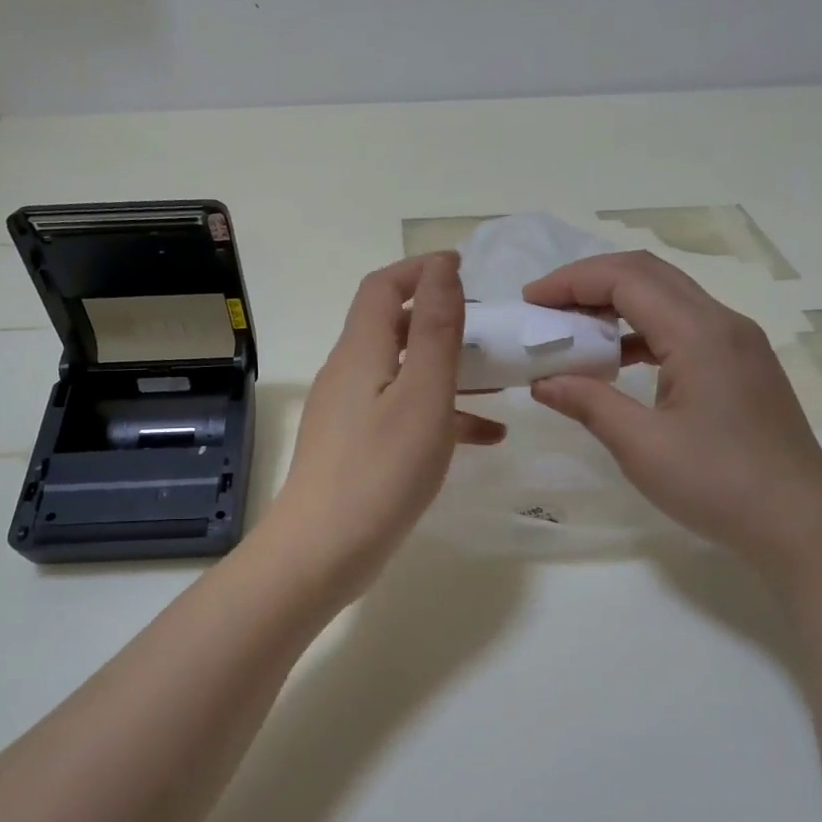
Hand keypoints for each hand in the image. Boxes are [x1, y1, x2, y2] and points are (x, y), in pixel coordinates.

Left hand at [266, 254, 503, 601]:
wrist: (322, 552)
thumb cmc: (380, 470)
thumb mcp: (423, 395)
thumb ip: (436, 330)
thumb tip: (441, 269)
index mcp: (360, 351)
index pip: (383, 287)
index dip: (421, 270)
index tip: (465, 270)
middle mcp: (348, 373)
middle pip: (393, 327)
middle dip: (440, 319)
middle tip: (488, 327)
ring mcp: (348, 413)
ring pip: (403, 373)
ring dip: (447, 370)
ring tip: (498, 381)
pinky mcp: (355, 447)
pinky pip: (401, 414)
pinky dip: (439, 414)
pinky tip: (485, 437)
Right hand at [524, 251, 821, 579]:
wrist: (800, 524)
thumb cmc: (718, 484)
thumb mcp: (641, 446)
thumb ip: (588, 403)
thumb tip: (542, 382)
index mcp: (699, 333)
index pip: (627, 278)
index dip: (572, 281)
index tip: (531, 301)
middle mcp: (723, 323)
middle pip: (649, 275)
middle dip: (590, 282)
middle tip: (545, 308)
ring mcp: (738, 344)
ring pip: (668, 299)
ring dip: (617, 304)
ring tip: (573, 330)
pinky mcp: (742, 366)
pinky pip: (684, 327)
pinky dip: (642, 331)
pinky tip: (617, 360)